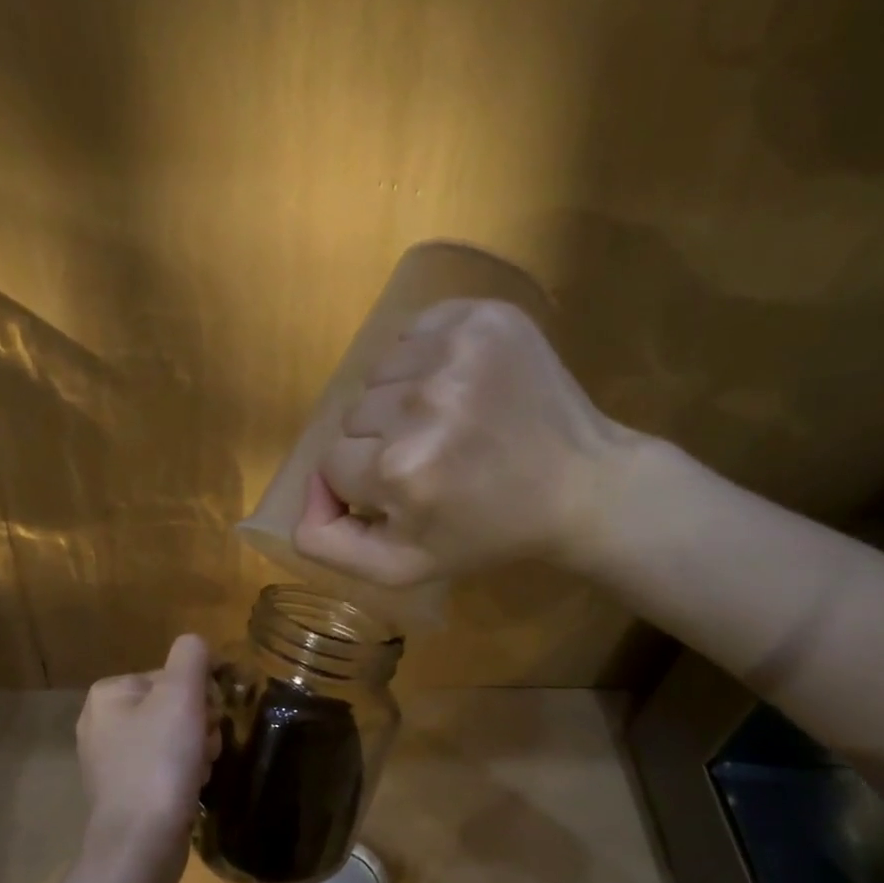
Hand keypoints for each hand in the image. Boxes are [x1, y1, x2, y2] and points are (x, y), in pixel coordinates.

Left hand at [76, 634, 219, 877]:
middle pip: (172, 707)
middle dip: (198, 726)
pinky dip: (182, 775)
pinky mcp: (121, 793)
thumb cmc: (160, 763)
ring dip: (195, 751)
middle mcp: (100, 723)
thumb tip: (197, 645)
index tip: (208, 721)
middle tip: (204, 750)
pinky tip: (189, 790)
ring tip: (198, 772)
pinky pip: (162, 768)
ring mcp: (108, 761)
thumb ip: (191, 657)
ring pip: (171, 738)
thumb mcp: (181, 696)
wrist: (140, 845)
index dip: (199, 697)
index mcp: (107, 694)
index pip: (171, 677)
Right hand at [293, 298, 642, 583]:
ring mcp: (456, 350)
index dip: (364, 484)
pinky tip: (458, 386)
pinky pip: (412, 332)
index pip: (332, 465)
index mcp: (400, 471)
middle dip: (380, 443)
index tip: (409, 493)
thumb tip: (304, 495)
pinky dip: (423, 359)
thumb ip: (328, 543)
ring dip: (400, 400)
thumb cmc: (485, 533)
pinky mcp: (483, 315)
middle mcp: (422, 403)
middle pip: (353, 417)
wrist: (579, 485)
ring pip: (379, 374)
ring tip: (449, 423)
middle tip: (434, 461)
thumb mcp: (401, 567)